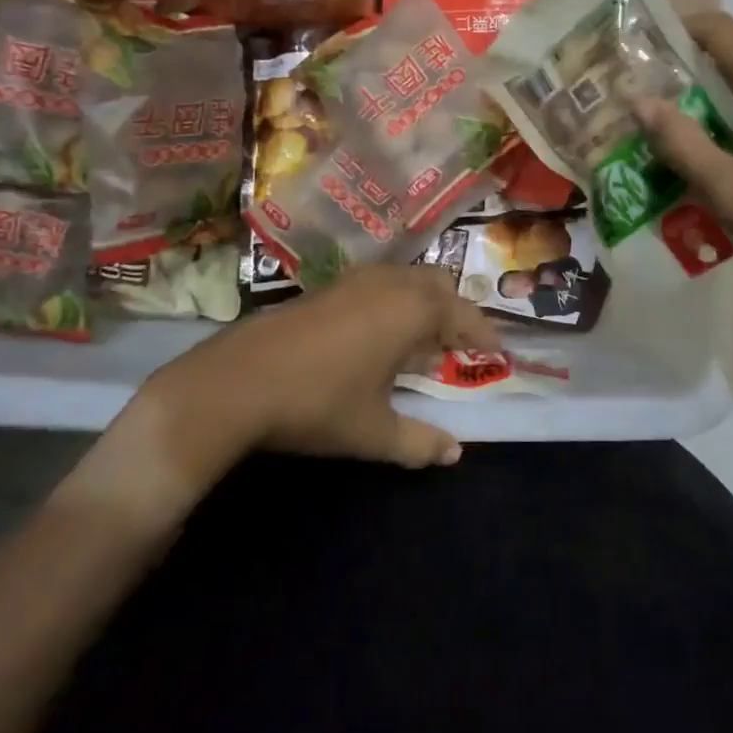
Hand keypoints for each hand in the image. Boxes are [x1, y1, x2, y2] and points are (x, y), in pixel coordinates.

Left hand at [70, 268, 497, 533]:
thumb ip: (419, 442)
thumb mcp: (374, 432)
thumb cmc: (318, 404)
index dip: (484, 334)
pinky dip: (392, 301)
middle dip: (455, 310)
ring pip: (405, 279)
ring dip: (422, 302)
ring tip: (420, 340)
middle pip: (438, 285)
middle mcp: (389, 284)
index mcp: (412, 311)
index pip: (464, 315)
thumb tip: (454, 454)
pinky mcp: (325, 287)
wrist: (235, 382)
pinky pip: (377, 284)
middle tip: (459, 344)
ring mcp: (353, 280)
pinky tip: (375, 334)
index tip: (497, 353)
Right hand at [637, 12, 732, 315]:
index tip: (639, 57)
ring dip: (717, 104)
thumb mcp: (729, 189)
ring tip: (680, 140)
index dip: (674, 32)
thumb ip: (681, 142)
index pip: (718, 29)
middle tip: (649, 111)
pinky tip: (729, 160)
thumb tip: (640, 101)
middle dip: (689, 78)